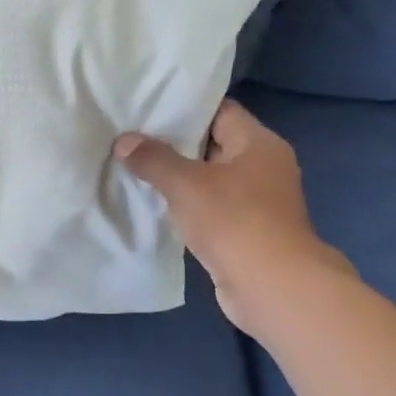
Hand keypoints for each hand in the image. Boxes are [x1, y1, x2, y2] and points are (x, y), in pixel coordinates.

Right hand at [115, 100, 350, 328]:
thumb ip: (153, 159)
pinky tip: (154, 204)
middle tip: (131, 137)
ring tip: (134, 168)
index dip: (183, 107)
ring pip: (209, 178)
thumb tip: (123, 141)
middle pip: (212, 143)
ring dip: (177, 177)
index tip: (146, 108)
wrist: (272, 287)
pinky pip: (210, 207)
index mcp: (259, 143)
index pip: (219, 110)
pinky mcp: (246, 230)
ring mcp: (257, 201)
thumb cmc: (234, 222)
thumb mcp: (185, 184)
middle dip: (173, 143)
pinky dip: (186, 205)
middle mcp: (263, 166)